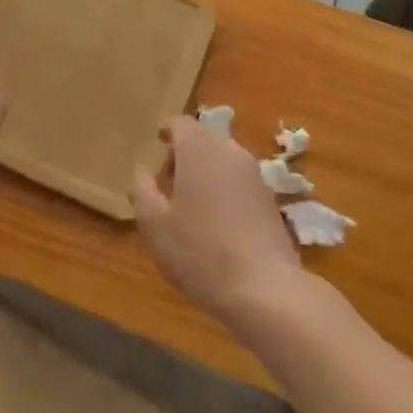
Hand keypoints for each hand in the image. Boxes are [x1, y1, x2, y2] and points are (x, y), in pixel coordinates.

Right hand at [134, 115, 304, 326]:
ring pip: (222, 159)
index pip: (180, 123)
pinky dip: (224, 190)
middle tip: (168, 184)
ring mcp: (254, 174)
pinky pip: (238, 181)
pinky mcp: (269, 198)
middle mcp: (229, 150)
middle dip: (184, 154)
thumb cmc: (200, 251)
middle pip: (203, 139)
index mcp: (199, 147)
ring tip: (191, 207)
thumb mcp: (154, 224)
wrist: (264, 289)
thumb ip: (143, 189)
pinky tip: (217, 225)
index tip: (156, 149)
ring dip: (205, 172)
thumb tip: (143, 170)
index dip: (166, 133)